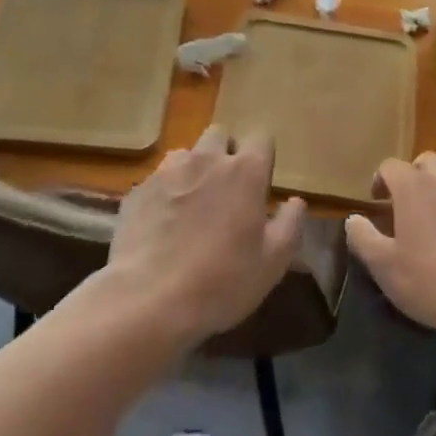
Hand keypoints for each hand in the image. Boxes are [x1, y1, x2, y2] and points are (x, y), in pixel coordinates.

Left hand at [106, 125, 305, 350]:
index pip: (261, 139)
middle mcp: (207, 159)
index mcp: (244, 171)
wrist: (148, 300)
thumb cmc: (221, 281)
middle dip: (226, 153)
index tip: (260, 186)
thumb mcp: (272, 263)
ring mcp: (168, 171)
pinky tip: (162, 227)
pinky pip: (158, 180)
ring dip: (193, 170)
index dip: (262, 159)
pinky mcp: (139, 190)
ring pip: (186, 154)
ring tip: (191, 207)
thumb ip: (289, 225)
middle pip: (220, 135)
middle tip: (226, 191)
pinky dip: (164, 194)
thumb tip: (296, 201)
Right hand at [345, 152, 435, 339]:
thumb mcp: (385, 266)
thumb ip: (363, 238)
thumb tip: (353, 220)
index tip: (377, 203)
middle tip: (404, 207)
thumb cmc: (431, 279)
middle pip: (425, 162)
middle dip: (412, 177)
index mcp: (414, 185)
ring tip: (431, 224)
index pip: (390, 166)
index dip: (380, 180)